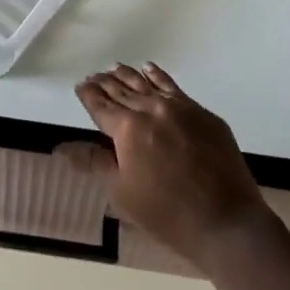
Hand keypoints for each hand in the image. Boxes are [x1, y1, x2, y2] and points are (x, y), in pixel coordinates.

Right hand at [62, 63, 273, 266]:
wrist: (226, 221)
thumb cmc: (167, 214)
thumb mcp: (123, 193)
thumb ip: (96, 163)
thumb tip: (63, 147)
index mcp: (127, 129)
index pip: (101, 105)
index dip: (88, 95)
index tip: (80, 86)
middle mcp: (151, 109)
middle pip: (122, 90)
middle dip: (105, 83)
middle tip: (93, 76)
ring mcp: (179, 107)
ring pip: (146, 83)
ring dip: (128, 75)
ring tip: (114, 68)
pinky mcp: (202, 113)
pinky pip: (173, 87)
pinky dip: (158, 76)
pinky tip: (150, 69)